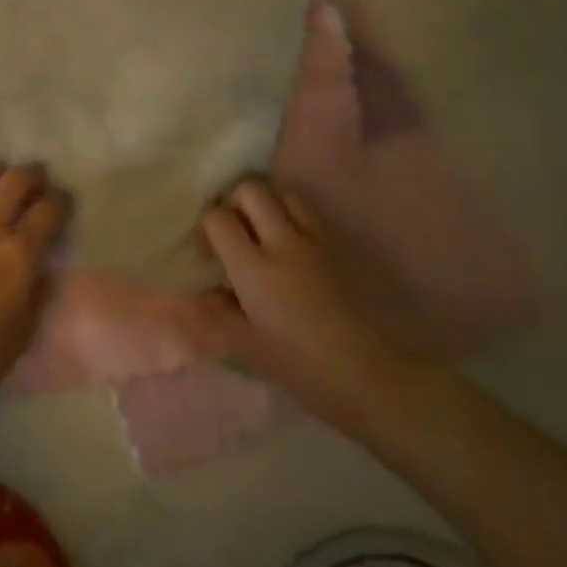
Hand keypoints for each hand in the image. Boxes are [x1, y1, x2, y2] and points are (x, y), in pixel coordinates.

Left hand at [0, 165, 65, 408]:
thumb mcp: (22, 334)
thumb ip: (37, 294)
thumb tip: (41, 269)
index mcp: (17, 255)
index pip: (47, 212)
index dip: (60, 201)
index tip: (63, 201)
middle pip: (13, 182)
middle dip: (31, 175)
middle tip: (37, 177)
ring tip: (0, 175)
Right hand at [201, 178, 421, 433]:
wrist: (371, 377)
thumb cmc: (302, 368)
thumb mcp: (247, 348)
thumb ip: (214, 315)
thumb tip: (195, 295)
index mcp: (255, 268)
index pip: (218, 218)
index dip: (207, 228)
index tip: (209, 254)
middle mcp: (282, 242)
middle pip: (251, 189)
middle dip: (234, 203)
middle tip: (233, 234)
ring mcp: (314, 240)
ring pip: (282, 194)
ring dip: (266, 205)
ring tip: (262, 235)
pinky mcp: (338, 247)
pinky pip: (307, 214)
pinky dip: (292, 218)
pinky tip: (291, 249)